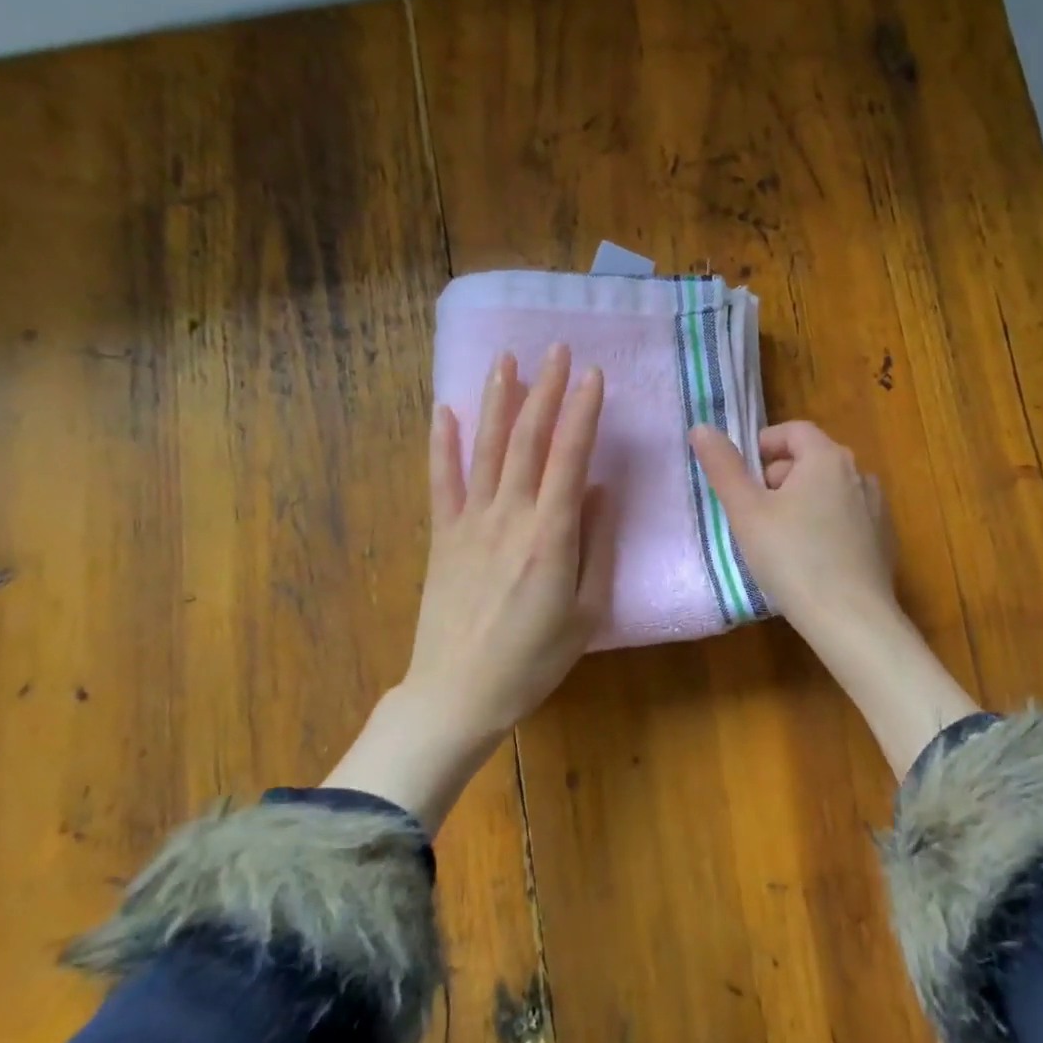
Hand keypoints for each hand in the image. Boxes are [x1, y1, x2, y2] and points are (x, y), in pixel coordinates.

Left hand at [325, 345, 610, 823]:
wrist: (459, 693)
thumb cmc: (534, 660)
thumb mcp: (586, 611)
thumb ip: (596, 545)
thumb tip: (601, 489)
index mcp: (550, 534)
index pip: (570, 456)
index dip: (583, 411)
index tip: (594, 374)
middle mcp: (509, 516)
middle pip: (528, 440)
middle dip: (545, 389)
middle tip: (558, 349)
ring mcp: (469, 522)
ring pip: (487, 448)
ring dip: (499, 400)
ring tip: (507, 359)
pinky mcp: (442, 536)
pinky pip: (441, 480)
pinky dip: (442, 443)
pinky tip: (445, 410)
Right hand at [688, 420, 893, 630]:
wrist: (851, 619)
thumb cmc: (792, 558)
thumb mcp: (746, 512)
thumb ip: (723, 466)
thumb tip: (702, 428)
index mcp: (827, 458)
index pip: (793, 431)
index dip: (762, 446)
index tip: (741, 478)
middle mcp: (859, 473)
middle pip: (811, 459)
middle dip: (778, 478)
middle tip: (754, 514)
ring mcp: (877, 508)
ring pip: (829, 491)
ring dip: (802, 502)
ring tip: (780, 539)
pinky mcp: (884, 539)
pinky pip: (847, 518)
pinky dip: (825, 526)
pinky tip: (811, 559)